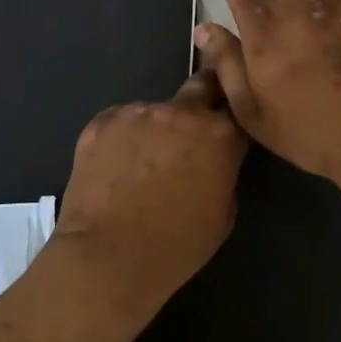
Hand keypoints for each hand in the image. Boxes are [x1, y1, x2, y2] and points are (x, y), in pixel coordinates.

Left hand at [49, 71, 247, 319]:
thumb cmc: (175, 246)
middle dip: (203, 99)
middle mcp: (182, 112)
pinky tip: (113, 168)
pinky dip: (122, 138)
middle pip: (202, 85)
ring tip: (140, 163)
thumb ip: (223, 173)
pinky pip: (121, 122)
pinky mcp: (102, 121)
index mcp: (220, 135)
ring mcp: (139, 112)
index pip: (238, 111)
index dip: (234, 121)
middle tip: (193, 127)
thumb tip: (211, 162)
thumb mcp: (223, 215)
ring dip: (156, 128)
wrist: (107, 256)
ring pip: (155, 110)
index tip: (228, 131)